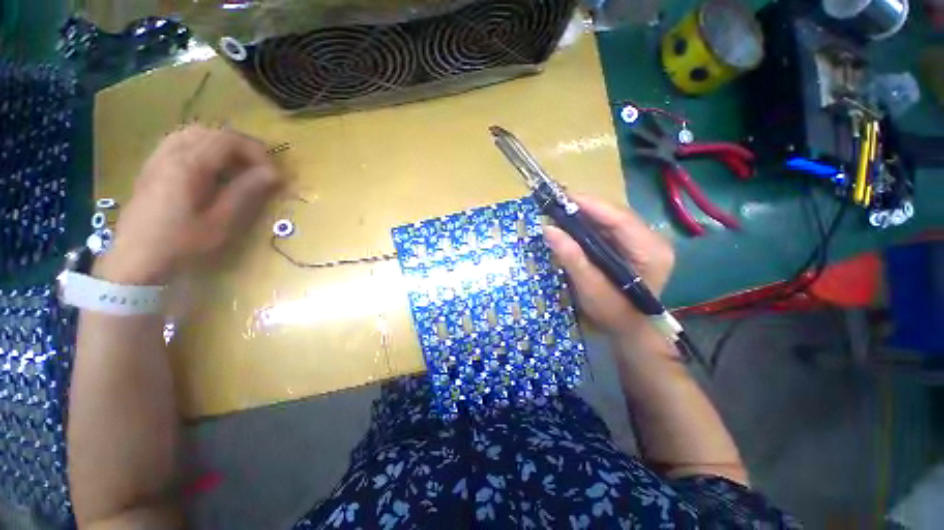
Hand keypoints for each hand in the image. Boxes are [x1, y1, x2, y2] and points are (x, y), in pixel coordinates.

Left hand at [97, 125, 281, 284]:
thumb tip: (274, 174)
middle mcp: (171, 153)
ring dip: (219, 145)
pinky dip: (200, 148)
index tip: (272, 174)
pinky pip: (178, 143)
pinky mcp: (151, 168)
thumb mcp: (221, 222)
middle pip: (211, 132)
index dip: (256, 152)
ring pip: (193, 134)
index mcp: (189, 164)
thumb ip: (246, 192)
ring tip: (236, 166)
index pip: (228, 140)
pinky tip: (209, 168)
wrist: (135, 260)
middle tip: (258, 168)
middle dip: (240, 146)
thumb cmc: (181, 243)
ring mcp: (157, 158)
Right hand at [543, 195, 673, 340]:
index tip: (562, 198)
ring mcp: (646, 242)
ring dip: (587, 215)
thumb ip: (571, 258)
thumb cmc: (614, 314)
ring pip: (613, 220)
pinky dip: (591, 226)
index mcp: (650, 251)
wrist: (631, 330)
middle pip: (616, 215)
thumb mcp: (589, 288)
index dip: (590, 205)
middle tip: (557, 206)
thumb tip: (548, 229)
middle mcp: (653, 241)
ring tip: (562, 213)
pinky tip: (575, 227)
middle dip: (586, 208)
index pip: (619, 218)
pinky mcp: (636, 246)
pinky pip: (611, 229)